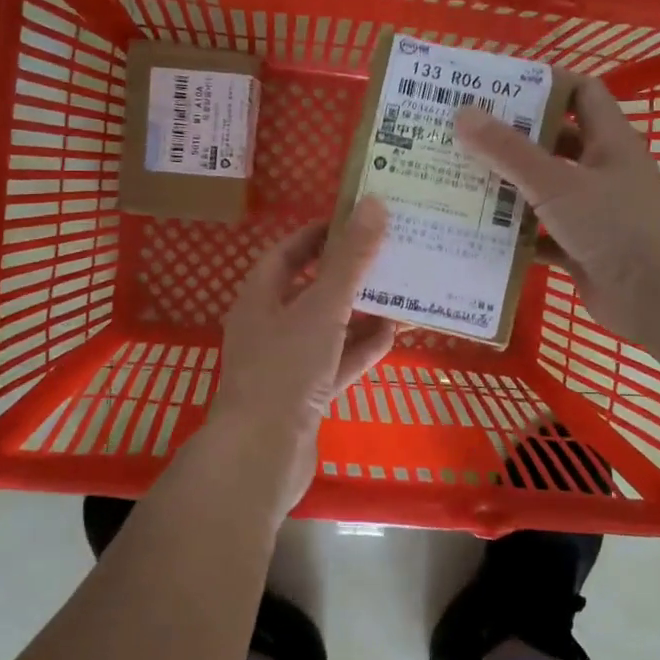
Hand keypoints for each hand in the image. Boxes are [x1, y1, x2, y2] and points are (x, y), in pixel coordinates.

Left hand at [204, 198, 395, 517]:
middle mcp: (268, 327)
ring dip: (359, 313)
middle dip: (347, 274)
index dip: (318, 235)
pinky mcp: (303, 397)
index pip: (287, 253)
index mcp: (259, 298)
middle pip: (310, 290)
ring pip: (327, 329)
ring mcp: (286, 364)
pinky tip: (392, 337)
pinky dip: (360, 350)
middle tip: (388, 255)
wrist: (261, 455)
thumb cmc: (285, 369)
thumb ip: (350, 259)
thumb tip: (372, 204)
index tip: (354, 221)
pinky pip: (336, 364)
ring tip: (400, 293)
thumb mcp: (322, 308)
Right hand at [455, 78, 659, 345]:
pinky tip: (477, 234)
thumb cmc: (615, 226)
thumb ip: (509, 151)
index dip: (544, 84)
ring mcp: (592, 212)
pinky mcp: (581, 249)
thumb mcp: (556, 183)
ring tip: (460, 180)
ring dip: (508, 188)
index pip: (580, 93)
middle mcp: (601, 171)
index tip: (497, 87)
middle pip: (553, 143)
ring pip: (543, 191)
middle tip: (463, 135)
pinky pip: (540, 235)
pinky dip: (514, 235)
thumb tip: (463, 114)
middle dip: (512, 139)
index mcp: (607, 141)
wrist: (659, 297)